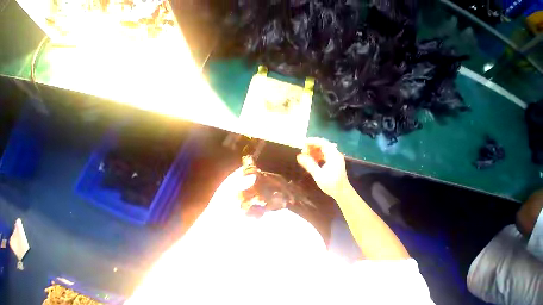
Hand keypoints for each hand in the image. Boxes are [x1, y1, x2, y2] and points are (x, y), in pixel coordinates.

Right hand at [296, 138, 349, 198]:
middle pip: (323, 145)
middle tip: (303, 151)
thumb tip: (299, 156)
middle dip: (312, 146)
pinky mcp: (333, 161)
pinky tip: (311, 159)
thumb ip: (309, 165)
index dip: (312, 141)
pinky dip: (317, 155)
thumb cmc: (331, 185)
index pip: (323, 143)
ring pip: (323, 149)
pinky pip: (324, 154)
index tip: (303, 143)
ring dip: (314, 150)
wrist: (342, 193)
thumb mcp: (318, 175)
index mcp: (333, 156)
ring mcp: (334, 157)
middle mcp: (335, 154)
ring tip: (305, 155)